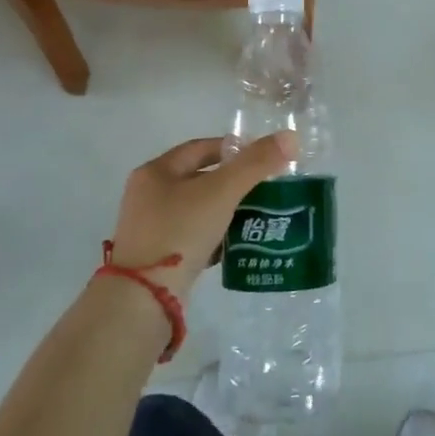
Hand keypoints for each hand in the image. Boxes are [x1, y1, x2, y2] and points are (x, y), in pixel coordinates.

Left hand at [109, 133, 294, 297]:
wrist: (144, 298)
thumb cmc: (180, 231)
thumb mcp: (222, 191)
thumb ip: (255, 163)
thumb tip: (290, 137)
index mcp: (156, 171)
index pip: (201, 148)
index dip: (233, 149)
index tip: (261, 159)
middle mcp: (148, 195)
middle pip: (199, 178)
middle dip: (233, 182)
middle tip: (265, 188)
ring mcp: (150, 228)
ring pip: (197, 209)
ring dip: (225, 210)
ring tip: (257, 216)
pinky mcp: (156, 257)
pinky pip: (192, 237)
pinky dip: (214, 236)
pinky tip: (236, 245)